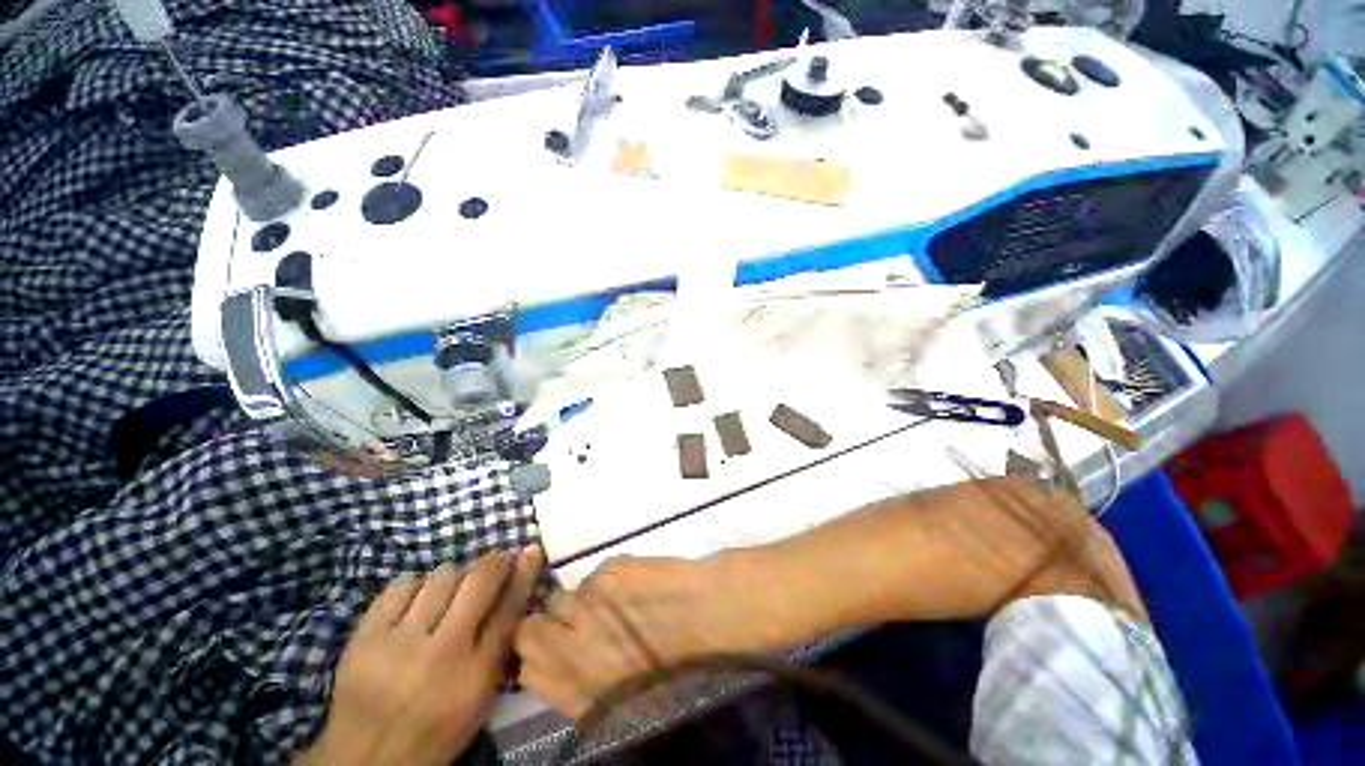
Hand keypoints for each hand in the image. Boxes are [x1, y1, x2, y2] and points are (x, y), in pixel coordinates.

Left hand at [297, 548, 542, 765]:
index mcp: (476, 674)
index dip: (523, 573)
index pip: (509, 609)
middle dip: (493, 562)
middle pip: (479, 582)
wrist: (367, 757)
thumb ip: (499, 646)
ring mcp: (400, 643)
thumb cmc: (436, 727)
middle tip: (495, 559)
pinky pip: (401, 586)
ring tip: (450, 589)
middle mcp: (443, 653)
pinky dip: (414, 585)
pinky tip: (415, 599)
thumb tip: (515, 594)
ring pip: (441, 577)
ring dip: (454, 576)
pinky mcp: (366, 637)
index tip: (531, 550)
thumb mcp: (479, 697)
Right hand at [516, 555, 786, 717]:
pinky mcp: (611, 570)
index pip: (527, 664)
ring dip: (585, 601)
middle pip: (531, 626)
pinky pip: (595, 576)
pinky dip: (609, 581)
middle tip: (581, 621)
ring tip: (620, 603)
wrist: (718, 615)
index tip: (556, 646)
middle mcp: (574, 648)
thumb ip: (581, 688)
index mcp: (579, 690)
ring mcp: (590, 605)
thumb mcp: (627, 697)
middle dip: (550, 623)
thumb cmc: (682, 665)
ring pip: (564, 596)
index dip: (540, 653)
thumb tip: (555, 666)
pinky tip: (637, 586)